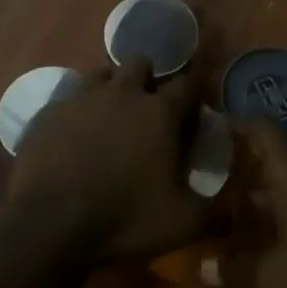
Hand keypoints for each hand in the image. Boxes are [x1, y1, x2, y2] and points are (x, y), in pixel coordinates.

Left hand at [7, 57, 212, 263]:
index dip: (192, 94)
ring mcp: (81, 97)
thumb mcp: (181, 224)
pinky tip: (73, 138)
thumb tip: (238, 207)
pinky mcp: (48, 111)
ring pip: (101, 74)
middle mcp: (122, 92)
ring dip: (110, 88)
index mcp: (159, 112)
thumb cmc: (123, 219)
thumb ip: (216, 212)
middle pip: (141, 63)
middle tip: (147, 111)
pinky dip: (76, 112)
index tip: (192, 110)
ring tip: (109, 119)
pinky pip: (67, 99)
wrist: (48, 225)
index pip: (187, 84)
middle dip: (147, 79)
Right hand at [221, 118, 286, 287]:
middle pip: (281, 144)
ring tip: (246, 194)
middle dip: (252, 152)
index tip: (214, 130)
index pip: (263, 128)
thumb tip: (201, 268)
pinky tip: (283, 221)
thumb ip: (233, 269)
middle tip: (224, 165)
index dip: (237, 124)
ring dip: (274, 175)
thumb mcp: (272, 279)